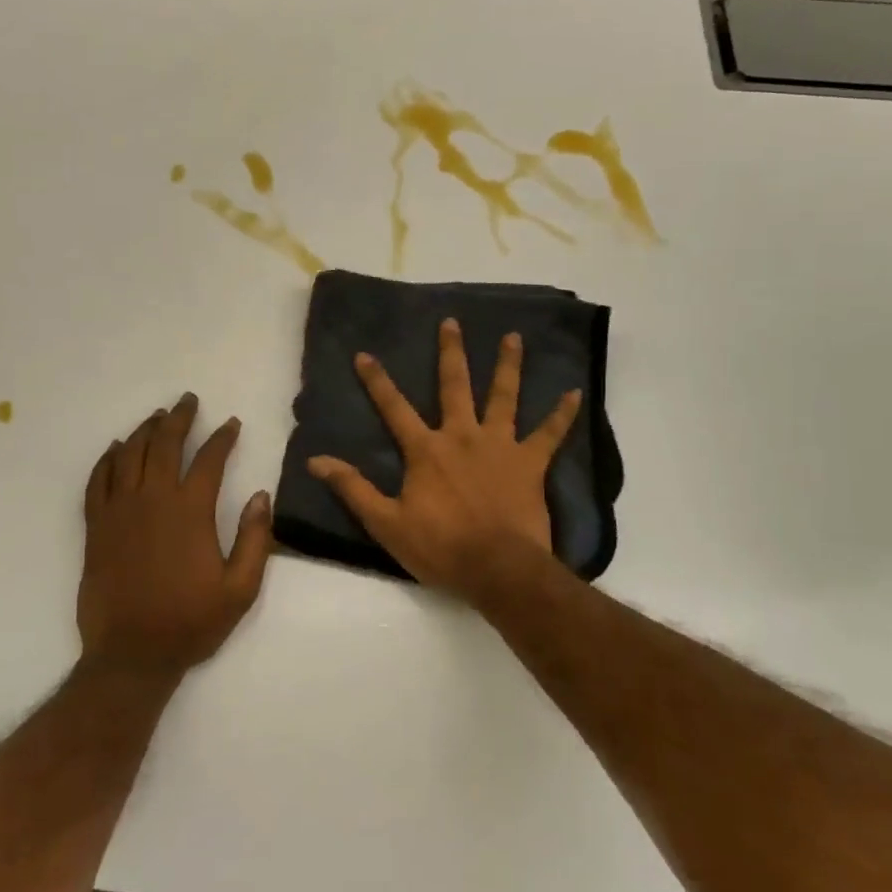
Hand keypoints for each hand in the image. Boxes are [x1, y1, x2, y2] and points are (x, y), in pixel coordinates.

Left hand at [77, 393, 274, 677]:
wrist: (131, 654)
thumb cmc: (191, 622)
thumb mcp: (240, 589)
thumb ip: (255, 539)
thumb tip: (262, 495)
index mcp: (191, 511)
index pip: (210, 460)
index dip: (222, 438)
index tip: (231, 424)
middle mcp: (153, 500)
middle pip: (165, 444)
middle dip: (179, 418)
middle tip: (187, 401)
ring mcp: (119, 510)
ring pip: (129, 454)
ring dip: (145, 430)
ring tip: (157, 417)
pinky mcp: (96, 526)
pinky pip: (97, 480)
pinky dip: (107, 459)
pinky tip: (116, 449)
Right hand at [307, 318, 580, 604]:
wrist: (498, 568)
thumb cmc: (440, 547)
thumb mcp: (385, 523)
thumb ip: (352, 488)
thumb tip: (316, 461)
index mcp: (426, 450)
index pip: (394, 408)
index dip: (377, 381)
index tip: (365, 354)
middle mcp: (462, 436)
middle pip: (455, 386)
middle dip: (451, 353)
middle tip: (452, 322)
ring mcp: (500, 446)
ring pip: (504, 397)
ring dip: (508, 366)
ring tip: (513, 337)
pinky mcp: (531, 463)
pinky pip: (550, 434)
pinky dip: (563, 414)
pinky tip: (575, 392)